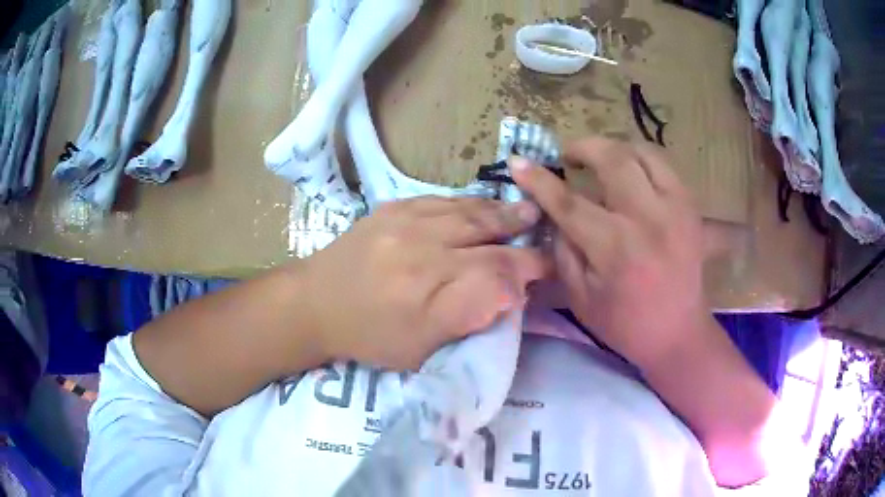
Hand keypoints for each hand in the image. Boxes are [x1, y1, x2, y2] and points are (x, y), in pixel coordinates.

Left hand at [301, 197, 548, 370]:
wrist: (314, 303)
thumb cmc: (368, 337)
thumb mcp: (418, 350)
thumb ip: (466, 320)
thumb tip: (508, 294)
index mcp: (427, 297)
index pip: (494, 276)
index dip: (526, 271)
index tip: (546, 269)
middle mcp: (420, 253)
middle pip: (485, 237)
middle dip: (520, 233)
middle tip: (544, 228)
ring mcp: (403, 224)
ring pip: (467, 212)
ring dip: (500, 212)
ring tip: (525, 209)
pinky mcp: (391, 209)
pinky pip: (442, 200)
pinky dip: (469, 204)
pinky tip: (483, 206)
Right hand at [512, 138, 706, 368]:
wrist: (678, 333)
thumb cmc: (625, 324)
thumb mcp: (580, 298)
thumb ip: (563, 249)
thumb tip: (554, 211)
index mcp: (616, 249)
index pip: (570, 202)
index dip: (540, 179)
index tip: (518, 161)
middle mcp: (649, 219)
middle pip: (614, 159)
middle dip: (583, 146)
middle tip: (568, 155)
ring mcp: (676, 208)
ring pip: (642, 152)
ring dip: (614, 148)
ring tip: (599, 160)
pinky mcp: (690, 207)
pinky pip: (663, 165)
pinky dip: (640, 159)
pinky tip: (629, 172)